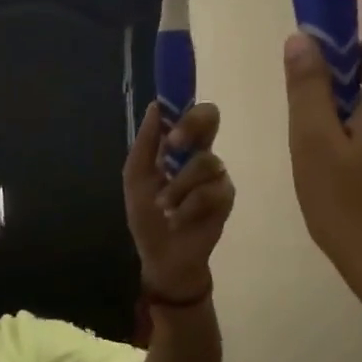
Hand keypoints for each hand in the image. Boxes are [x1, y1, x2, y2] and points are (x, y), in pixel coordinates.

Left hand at [123, 101, 235, 301]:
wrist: (162, 255)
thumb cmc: (147, 216)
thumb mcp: (136, 178)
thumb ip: (145, 144)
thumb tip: (155, 106)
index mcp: (178, 146)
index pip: (189, 112)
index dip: (183, 107)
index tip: (166, 121)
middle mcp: (201, 153)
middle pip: (211, 118)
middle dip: (191, 127)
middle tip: (172, 147)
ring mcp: (216, 175)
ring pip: (205, 162)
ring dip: (178, 187)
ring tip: (164, 208)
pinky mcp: (226, 198)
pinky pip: (210, 192)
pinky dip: (188, 207)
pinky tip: (178, 219)